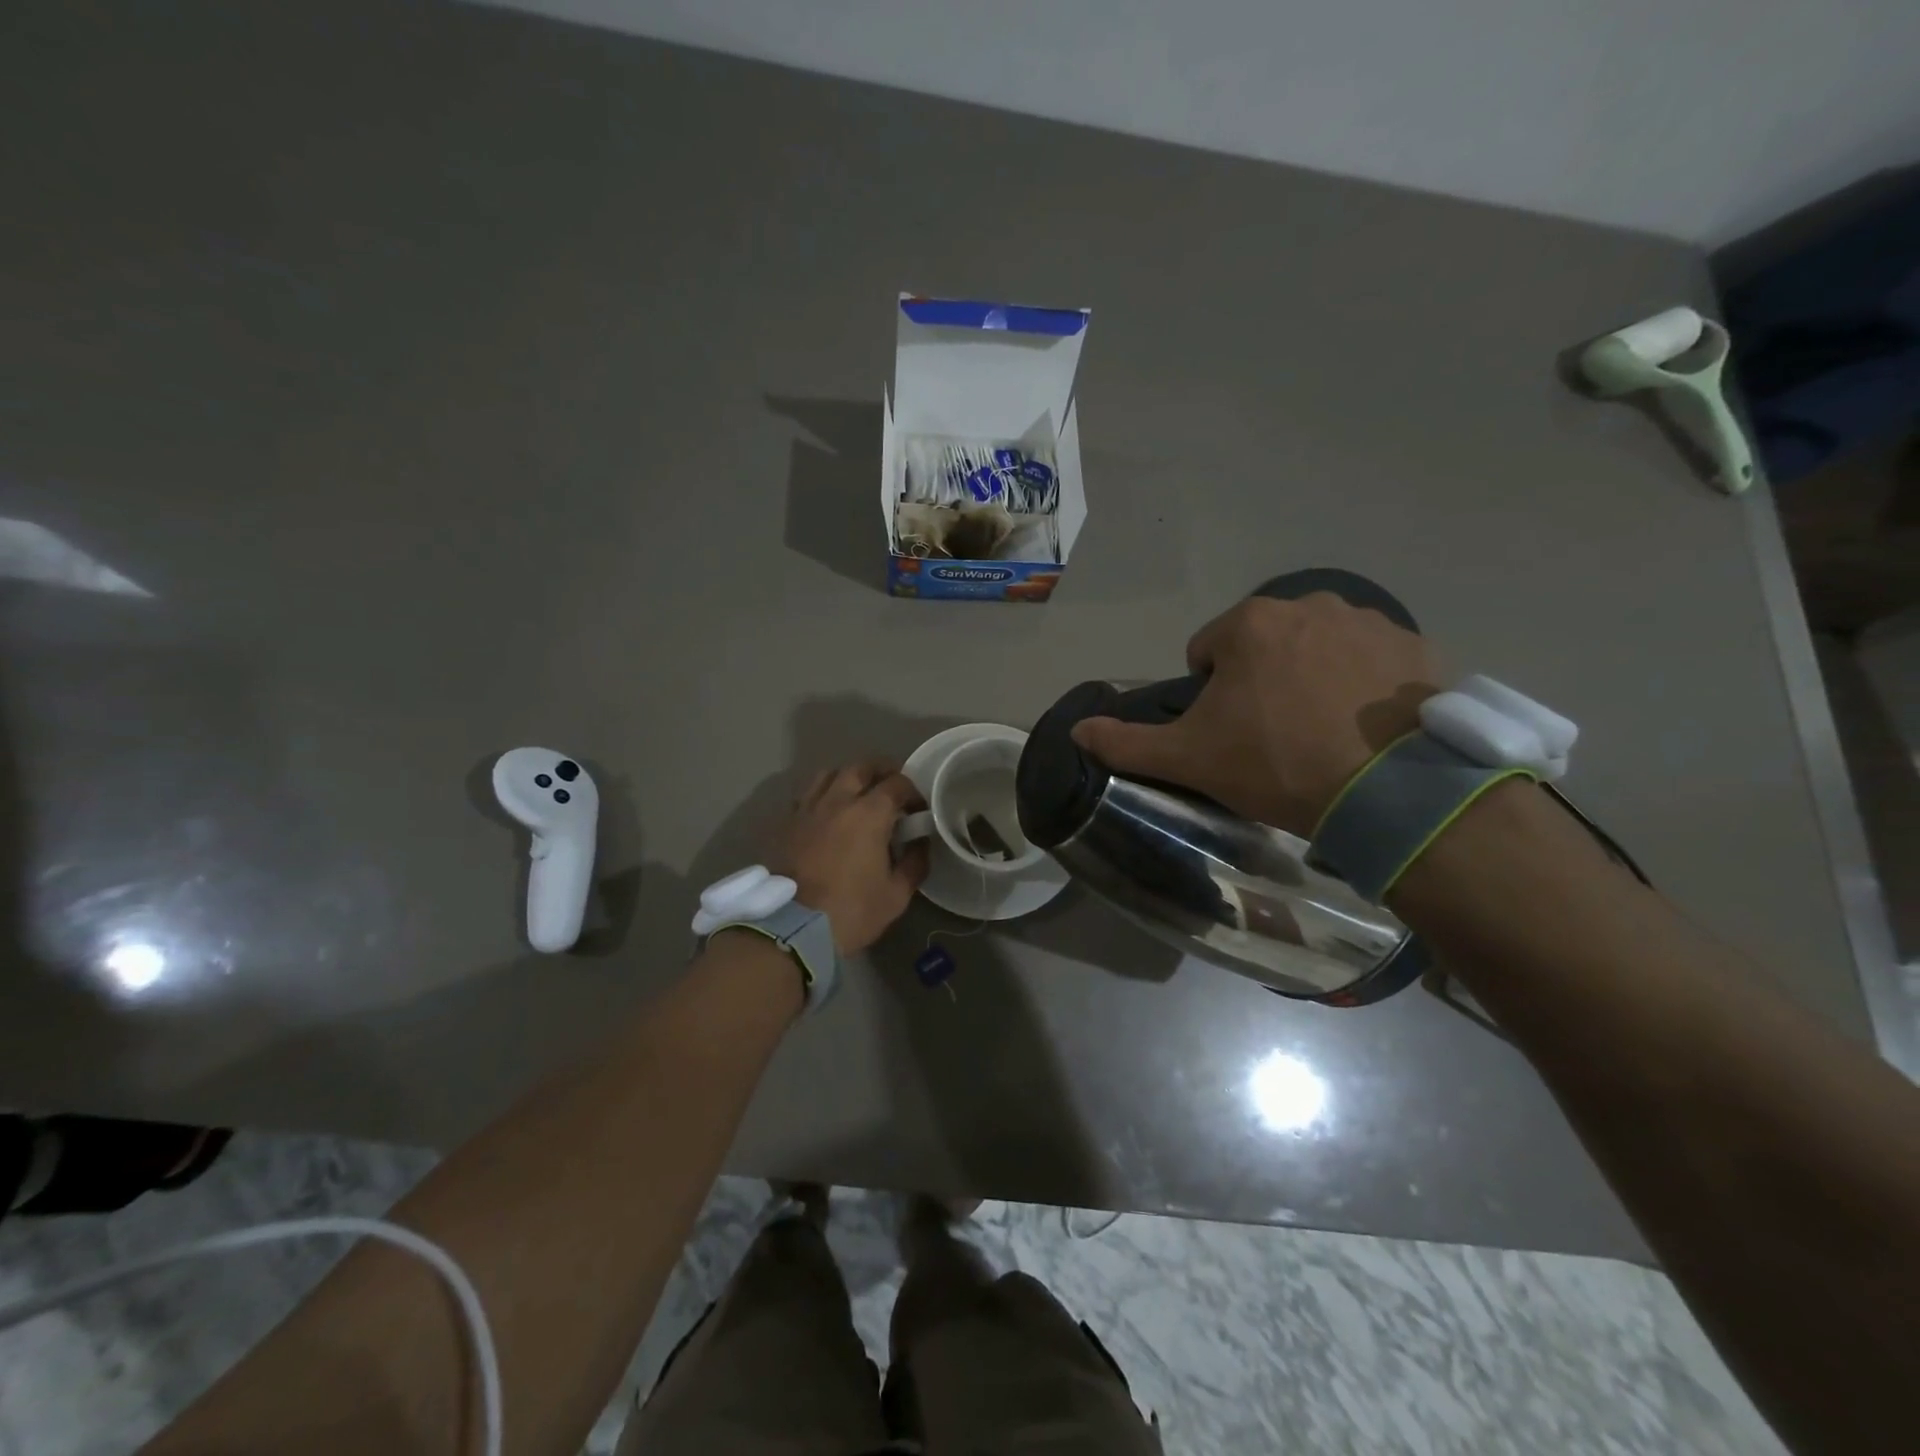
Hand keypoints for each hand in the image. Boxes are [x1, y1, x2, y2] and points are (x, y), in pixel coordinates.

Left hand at [773, 761, 929, 953]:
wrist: (791, 929)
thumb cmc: (850, 911)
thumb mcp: (896, 895)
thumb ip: (914, 863)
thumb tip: (920, 843)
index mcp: (869, 813)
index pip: (897, 783)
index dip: (912, 792)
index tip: (918, 810)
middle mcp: (837, 800)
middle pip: (860, 767)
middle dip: (880, 772)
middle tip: (890, 790)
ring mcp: (807, 809)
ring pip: (828, 774)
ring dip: (847, 778)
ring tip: (856, 796)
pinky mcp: (786, 823)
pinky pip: (807, 795)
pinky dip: (822, 796)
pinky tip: (827, 815)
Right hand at [1071, 594, 1442, 835]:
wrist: (1391, 793)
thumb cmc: (1277, 764)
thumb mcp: (1190, 759)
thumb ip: (1127, 743)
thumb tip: (1076, 730)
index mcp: (1250, 624)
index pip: (1207, 652)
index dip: (1209, 695)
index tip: (1229, 734)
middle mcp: (1310, 605)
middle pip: (1265, 645)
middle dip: (1262, 682)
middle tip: (1275, 737)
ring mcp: (1370, 622)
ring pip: (1318, 648)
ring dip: (1311, 678)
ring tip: (1323, 733)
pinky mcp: (1417, 647)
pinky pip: (1372, 660)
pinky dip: (1362, 684)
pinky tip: (1365, 727)